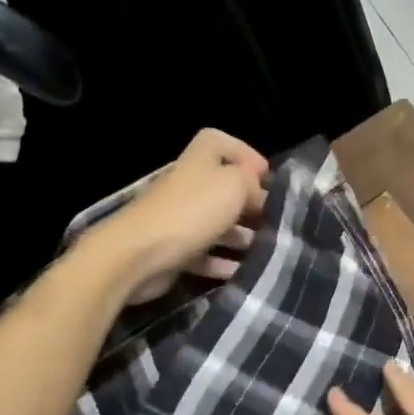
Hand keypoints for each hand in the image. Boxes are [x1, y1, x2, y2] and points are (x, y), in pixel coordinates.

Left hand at [92, 129, 268, 304]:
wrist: (138, 254)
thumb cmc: (192, 211)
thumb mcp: (235, 185)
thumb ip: (253, 184)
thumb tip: (261, 194)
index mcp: (200, 159)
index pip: (222, 142)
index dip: (246, 155)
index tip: (268, 178)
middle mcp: (188, 184)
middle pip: (224, 187)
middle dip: (251, 203)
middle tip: (275, 221)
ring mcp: (179, 218)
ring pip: (217, 223)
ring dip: (241, 236)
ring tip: (266, 250)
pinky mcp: (173, 249)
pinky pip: (205, 254)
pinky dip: (222, 262)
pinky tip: (242, 272)